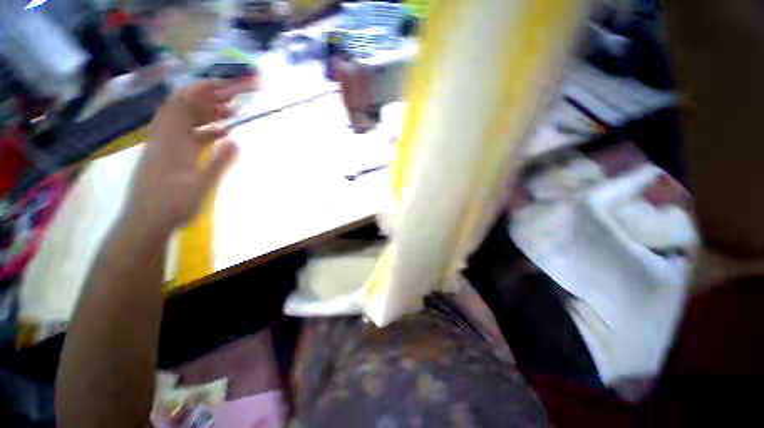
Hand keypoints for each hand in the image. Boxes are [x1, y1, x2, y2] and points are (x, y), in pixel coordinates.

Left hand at [125, 78, 255, 233]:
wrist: (146, 221)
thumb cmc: (173, 204)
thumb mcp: (201, 185)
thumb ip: (218, 163)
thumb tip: (235, 141)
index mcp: (170, 141)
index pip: (180, 105)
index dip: (198, 91)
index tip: (220, 85)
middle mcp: (165, 139)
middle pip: (182, 109)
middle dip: (206, 100)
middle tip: (230, 100)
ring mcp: (165, 148)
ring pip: (184, 122)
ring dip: (205, 115)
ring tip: (229, 115)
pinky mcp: (168, 157)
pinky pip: (186, 137)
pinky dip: (203, 132)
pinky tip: (219, 136)